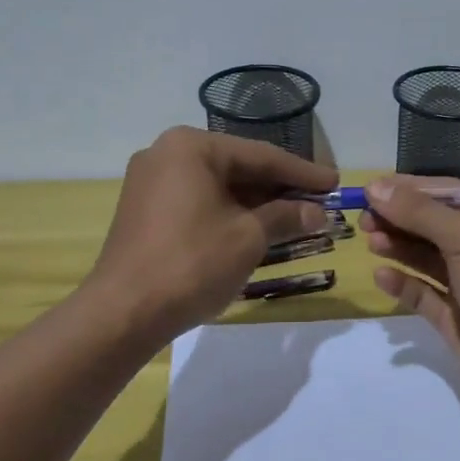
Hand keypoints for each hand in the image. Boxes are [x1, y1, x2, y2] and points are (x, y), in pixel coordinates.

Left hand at [88, 127, 336, 342]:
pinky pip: (199, 202)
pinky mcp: (146, 210)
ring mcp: (151, 182)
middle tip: (319, 202)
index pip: (261, 156)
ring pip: (219, 187)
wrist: (124, 312)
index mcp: (191, 147)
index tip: (335, 183)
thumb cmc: (192, 263)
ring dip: (258, 204)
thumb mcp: (248, 238)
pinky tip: (259, 228)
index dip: (303, 173)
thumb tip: (317, 213)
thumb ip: (286, 217)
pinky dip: (231, 214)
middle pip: (239, 168)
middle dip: (280, 189)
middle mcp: (167, 153)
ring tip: (297, 218)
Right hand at [360, 177, 459, 411]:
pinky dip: (404, 283)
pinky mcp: (458, 318)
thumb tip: (376, 188)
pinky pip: (425, 294)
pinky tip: (382, 276)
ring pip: (428, 259)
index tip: (372, 190)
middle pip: (436, 225)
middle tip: (363, 219)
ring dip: (399, 247)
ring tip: (370, 242)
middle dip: (401, 219)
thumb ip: (421, 212)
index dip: (411, 189)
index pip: (451, 193)